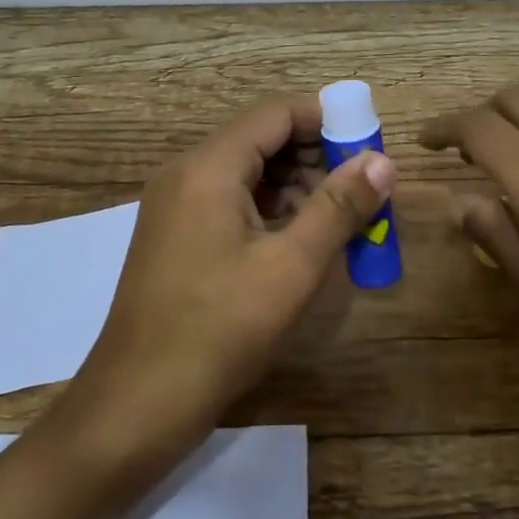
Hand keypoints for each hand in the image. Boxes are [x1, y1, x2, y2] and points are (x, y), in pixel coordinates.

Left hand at [62, 94, 394, 468]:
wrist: (136, 405)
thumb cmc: (218, 331)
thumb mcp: (290, 269)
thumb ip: (338, 208)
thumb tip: (382, 161)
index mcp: (208, 167)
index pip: (275, 113)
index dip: (326, 121)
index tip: (368, 147)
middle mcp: (186, 174)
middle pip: (260, 139)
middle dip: (315, 156)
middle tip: (362, 190)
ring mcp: (176, 206)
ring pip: (247, 172)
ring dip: (296, 185)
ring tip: (341, 219)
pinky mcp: (176, 237)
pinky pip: (230, 202)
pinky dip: (270, 210)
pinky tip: (302, 240)